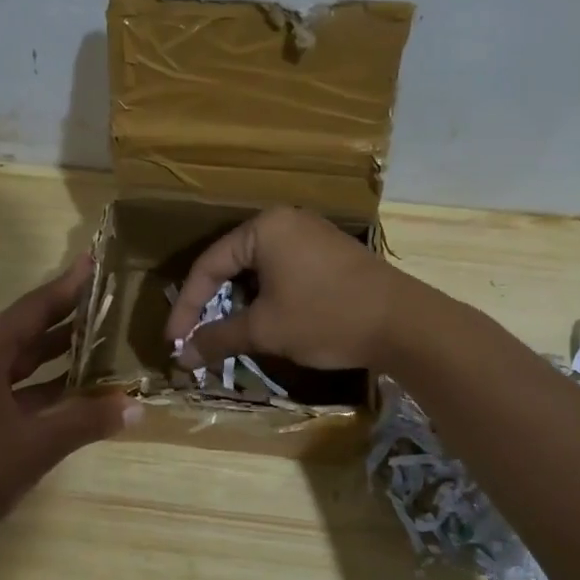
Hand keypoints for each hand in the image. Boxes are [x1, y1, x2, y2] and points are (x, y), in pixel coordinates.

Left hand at [0, 254, 138, 542]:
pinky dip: (43, 383)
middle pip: (28, 328)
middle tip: (109, 300)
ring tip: (101, 338)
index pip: (34, 308)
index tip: (95, 263)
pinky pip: (14, 383)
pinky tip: (75, 388)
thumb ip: (86, 421)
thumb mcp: (36, 445)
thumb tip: (135, 405)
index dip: (68, 287)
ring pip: (21, 358)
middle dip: (68, 316)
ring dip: (57, 351)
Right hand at [162, 207, 402, 372]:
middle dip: (212, 304)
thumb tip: (181, 357)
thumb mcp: (266, 330)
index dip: (187, 306)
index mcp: (264, 228)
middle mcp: (286, 222)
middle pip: (232, 263)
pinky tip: (266, 320)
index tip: (174, 341)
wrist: (405, 324)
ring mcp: (312, 235)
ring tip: (228, 333)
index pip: (208, 265)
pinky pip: (284, 270)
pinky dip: (267, 296)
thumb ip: (218, 338)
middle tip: (196, 336)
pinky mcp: (331, 253)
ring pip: (259, 269)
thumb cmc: (326, 317)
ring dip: (240, 303)